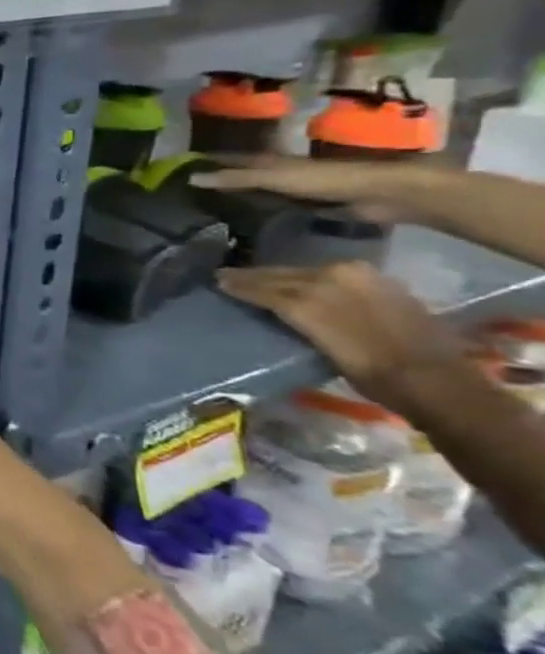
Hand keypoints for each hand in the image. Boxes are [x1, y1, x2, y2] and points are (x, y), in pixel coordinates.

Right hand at [186, 156, 436, 222]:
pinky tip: (245, 218)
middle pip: (241, 174)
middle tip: (187, 190)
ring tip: (209, 206)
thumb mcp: (275, 178)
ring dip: (237, 195)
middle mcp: (278, 172)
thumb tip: (190, 178)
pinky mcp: (308, 205)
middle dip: (219, 178)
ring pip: (256, 190)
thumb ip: (236, 178)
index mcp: (269, 162)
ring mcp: (294, 189)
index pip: (229, 159)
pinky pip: (273, 206)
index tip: (177, 167)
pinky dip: (256, 209)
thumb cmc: (327, 180)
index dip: (206, 162)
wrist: (383, 193)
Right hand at [216, 262, 466, 414]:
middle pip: (286, 274)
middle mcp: (334, 277)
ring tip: (261, 278)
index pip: (267, 286)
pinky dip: (313, 278)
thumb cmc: (371, 374)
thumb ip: (294, 318)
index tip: (217, 280)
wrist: (435, 381)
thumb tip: (269, 307)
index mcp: (313, 294)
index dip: (241, 283)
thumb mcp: (320, 347)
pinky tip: (303, 283)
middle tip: (229, 275)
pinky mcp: (383, 284)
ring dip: (283, 276)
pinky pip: (336, 275)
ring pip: (309, 272)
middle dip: (257, 276)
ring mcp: (361, 278)